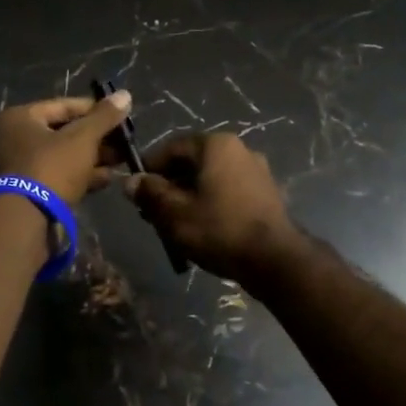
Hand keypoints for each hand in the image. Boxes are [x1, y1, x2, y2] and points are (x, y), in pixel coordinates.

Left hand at [0, 92, 133, 205]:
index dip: (95, 110)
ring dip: (93, 158)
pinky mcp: (29, 192)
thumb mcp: (82, 138)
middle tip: (125, 142)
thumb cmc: (51, 167)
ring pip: (63, 156)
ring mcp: (20, 168)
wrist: (26, 220)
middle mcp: (14, 139)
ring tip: (122, 161)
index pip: (63, 105)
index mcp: (19, 118)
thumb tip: (125, 94)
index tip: (121, 116)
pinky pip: (59, 176)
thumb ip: (104, 117)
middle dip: (97, 138)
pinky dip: (82, 176)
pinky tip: (108, 179)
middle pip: (63, 132)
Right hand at [126, 132, 299, 281]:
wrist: (274, 260)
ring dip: (188, 197)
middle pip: (191, 163)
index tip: (135, 192)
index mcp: (216, 145)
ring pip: (209, 179)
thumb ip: (150, 193)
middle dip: (169, 186)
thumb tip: (131, 181)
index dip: (149, 169)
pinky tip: (201, 229)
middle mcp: (239, 150)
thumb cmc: (219, 229)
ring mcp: (257, 171)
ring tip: (174, 225)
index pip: (171, 148)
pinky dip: (210, 204)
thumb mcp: (174, 213)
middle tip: (152, 214)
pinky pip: (228, 192)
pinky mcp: (266, 194)